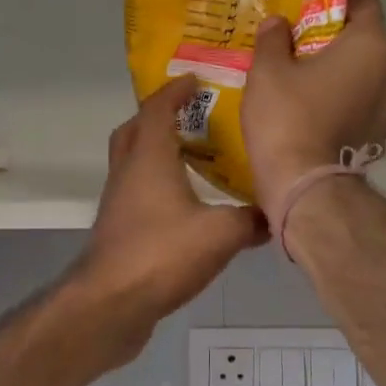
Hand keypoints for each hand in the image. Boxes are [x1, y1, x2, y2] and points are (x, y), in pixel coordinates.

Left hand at [67, 75, 267, 358]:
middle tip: (191, 116)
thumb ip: (250, 220)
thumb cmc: (161, 255)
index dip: (175, 91)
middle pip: (134, 131)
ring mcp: (118, 202)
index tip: (195, 81)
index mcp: (149, 158)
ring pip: (133, 163)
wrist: (110, 304)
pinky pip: (137, 193)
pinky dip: (157, 186)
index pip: (157, 109)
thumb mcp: (220, 234)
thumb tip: (275, 215)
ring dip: (157, 153)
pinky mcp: (118, 230)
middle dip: (159, 117)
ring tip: (193, 158)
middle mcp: (127, 172)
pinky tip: (185, 206)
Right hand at [243, 0, 385, 226]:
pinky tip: (312, 115)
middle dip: (333, 42)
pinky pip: (361, 108)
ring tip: (303, 86)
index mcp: (371, 45)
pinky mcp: (378, 139)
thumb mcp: (267, 70)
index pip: (365, 2)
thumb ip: (273, 38)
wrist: (304, 187)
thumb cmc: (287, 117)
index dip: (336, 1)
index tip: (306, 12)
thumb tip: (278, 23)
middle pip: (364, 42)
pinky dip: (342, 105)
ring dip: (339, 76)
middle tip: (297, 51)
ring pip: (364, 78)